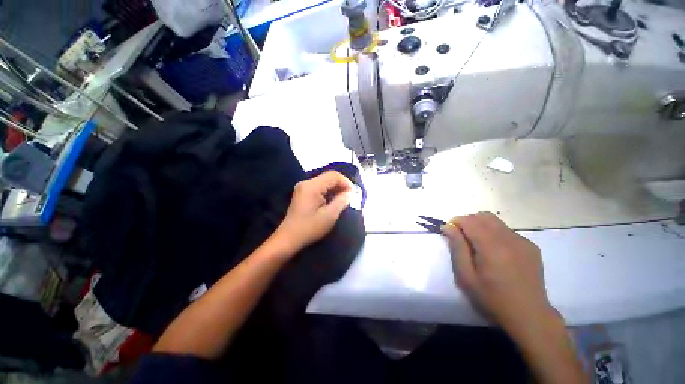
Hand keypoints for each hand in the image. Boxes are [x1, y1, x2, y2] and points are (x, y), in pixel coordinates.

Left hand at [272, 171, 352, 256]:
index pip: (333, 176)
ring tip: (343, 200)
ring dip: (335, 189)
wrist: (289, 238)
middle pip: (328, 177)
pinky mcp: (303, 193)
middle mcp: (306, 183)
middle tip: (350, 197)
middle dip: (341, 185)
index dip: (346, 182)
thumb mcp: (329, 216)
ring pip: (324, 182)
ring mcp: (303, 187)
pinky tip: (333, 201)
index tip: (353, 194)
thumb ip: (341, 201)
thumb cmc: (310, 228)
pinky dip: (328, 192)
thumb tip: (349, 193)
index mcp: (312, 186)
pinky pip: (319, 187)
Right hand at [443, 212, 556, 334]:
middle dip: (469, 222)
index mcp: (491, 247)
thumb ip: (457, 248)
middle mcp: (509, 239)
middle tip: (463, 239)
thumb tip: (448, 227)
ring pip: (496, 222)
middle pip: (483, 216)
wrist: (529, 315)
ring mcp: (523, 241)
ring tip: (480, 247)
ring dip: (482, 227)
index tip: (450, 232)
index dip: (456, 222)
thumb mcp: (466, 276)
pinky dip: (496, 234)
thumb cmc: (492, 298)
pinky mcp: (531, 246)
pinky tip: (497, 253)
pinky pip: (507, 231)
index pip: (469, 221)